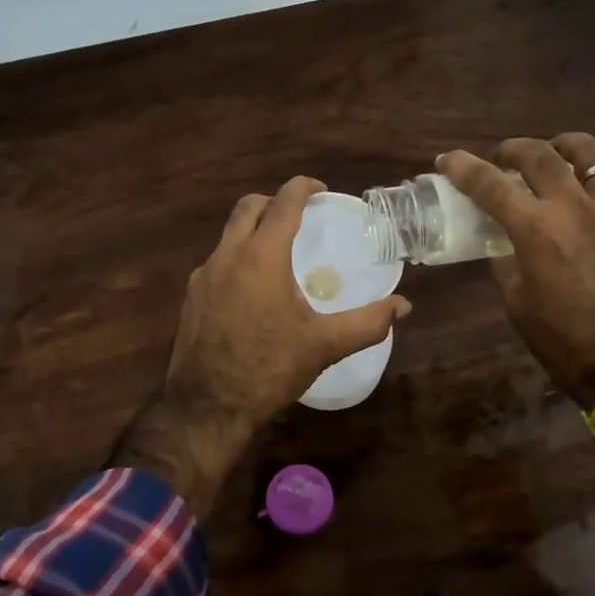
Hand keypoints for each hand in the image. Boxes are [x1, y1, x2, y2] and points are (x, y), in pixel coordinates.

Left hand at [115, 176, 411, 512]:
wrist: (207, 407)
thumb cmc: (269, 370)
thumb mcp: (324, 346)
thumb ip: (368, 323)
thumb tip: (403, 307)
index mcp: (261, 257)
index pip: (283, 203)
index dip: (303, 188)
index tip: (320, 190)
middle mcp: (227, 256)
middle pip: (248, 207)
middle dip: (274, 202)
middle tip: (299, 216)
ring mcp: (203, 276)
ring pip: (228, 234)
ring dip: (254, 231)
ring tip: (279, 255)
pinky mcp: (191, 297)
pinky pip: (217, 262)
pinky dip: (238, 258)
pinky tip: (254, 291)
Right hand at [439, 134, 594, 403]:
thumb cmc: (563, 338)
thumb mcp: (516, 301)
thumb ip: (506, 261)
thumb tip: (502, 239)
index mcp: (535, 229)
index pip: (488, 184)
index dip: (462, 167)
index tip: (447, 160)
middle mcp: (574, 206)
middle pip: (539, 155)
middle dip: (513, 149)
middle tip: (504, 157)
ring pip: (593, 152)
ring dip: (567, 143)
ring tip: (558, 149)